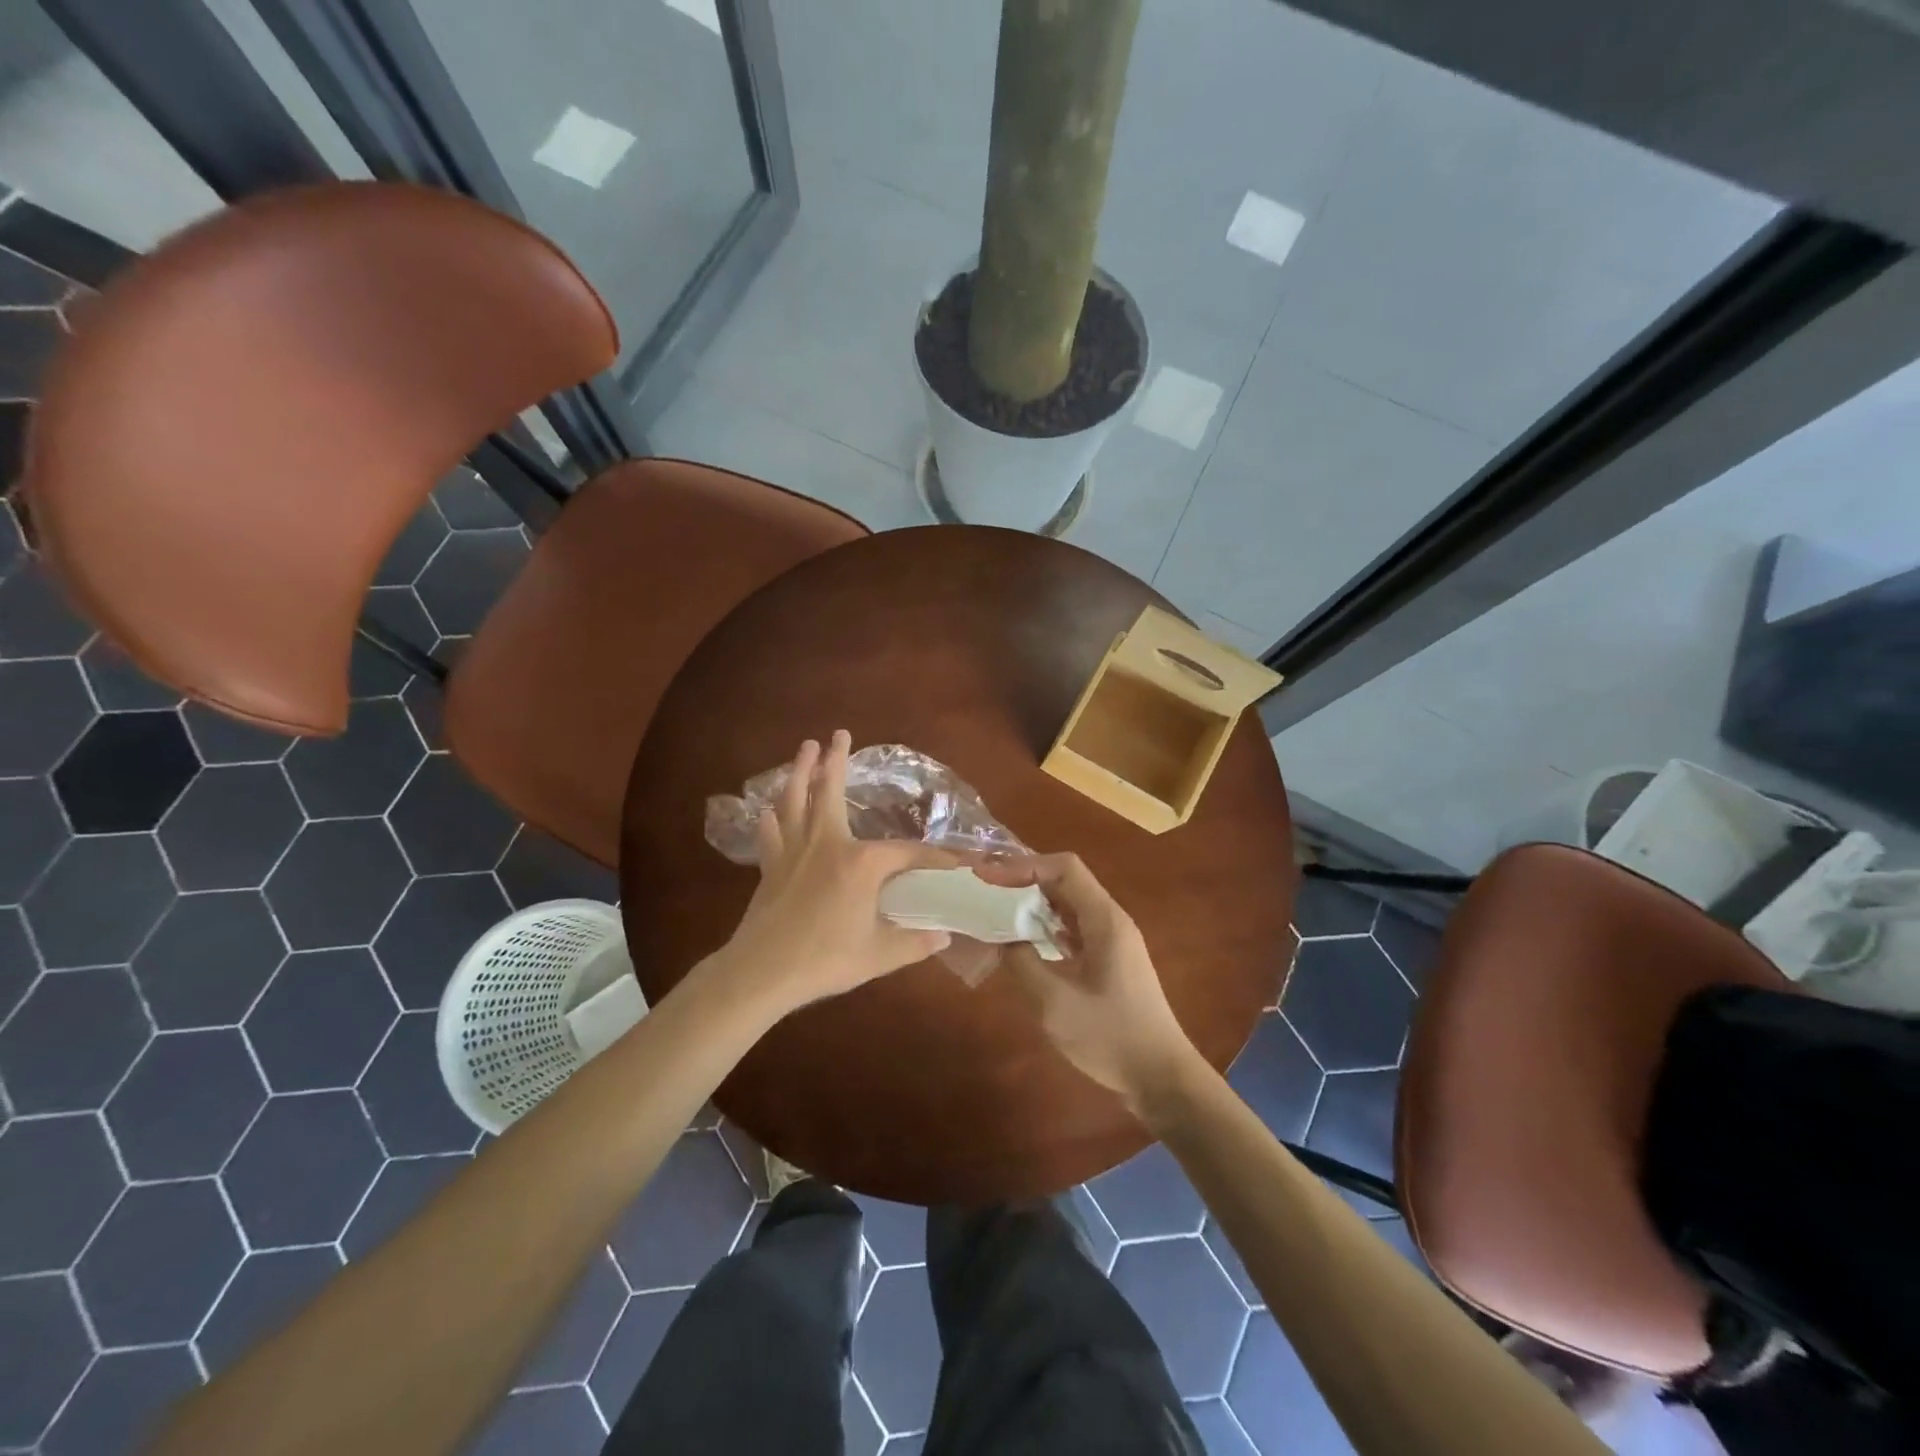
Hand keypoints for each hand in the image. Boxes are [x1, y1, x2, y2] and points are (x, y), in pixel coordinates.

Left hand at [715, 731, 953, 1010]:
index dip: (934, 858)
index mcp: (860, 863)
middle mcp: (827, 845)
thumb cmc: (826, 960)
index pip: (907, 853)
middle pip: (831, 793)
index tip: (957, 863)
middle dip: (836, 761)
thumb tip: (943, 937)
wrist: (762, 973)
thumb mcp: (879, 955)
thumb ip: (915, 942)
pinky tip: (768, 809)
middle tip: (839, 734)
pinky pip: (771, 833)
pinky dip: (771, 818)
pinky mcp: (771, 867)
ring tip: (804, 748)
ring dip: (800, 772)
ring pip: (794, 801)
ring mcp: (794, 852)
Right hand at [980, 853, 1198, 1116]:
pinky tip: (1022, 942)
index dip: (1024, 866)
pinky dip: (1044, 927)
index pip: (1064, 868)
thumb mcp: (1056, 1004)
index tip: (988, 879)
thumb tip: (1000, 937)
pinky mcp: (1108, 961)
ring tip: (995, 911)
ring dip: (1033, 904)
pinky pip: (1072, 929)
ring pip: (1068, 905)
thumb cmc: (1112, 1038)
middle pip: (1065, 881)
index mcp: (1105, 920)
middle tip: (984, 891)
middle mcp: (1110, 920)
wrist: (1161, 1078)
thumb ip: (1023, 964)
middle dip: (1024, 880)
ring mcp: (1112, 941)